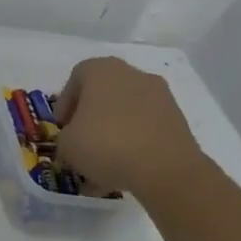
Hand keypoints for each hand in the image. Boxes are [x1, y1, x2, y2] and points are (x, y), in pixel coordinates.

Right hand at [52, 56, 205, 200]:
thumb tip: (74, 141)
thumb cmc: (105, 144)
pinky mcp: (178, 119)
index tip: (62, 126)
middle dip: (90, 115)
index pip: (76, 78)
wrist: (165, 170)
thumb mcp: (66, 145)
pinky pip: (146, 127)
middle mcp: (133, 74)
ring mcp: (160, 96)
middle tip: (81, 140)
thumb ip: (64, 138)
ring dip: (113, 130)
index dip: (65, 103)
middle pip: (104, 92)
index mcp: (102, 70)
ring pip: (126, 110)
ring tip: (103, 161)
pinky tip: (125, 168)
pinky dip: (134, 142)